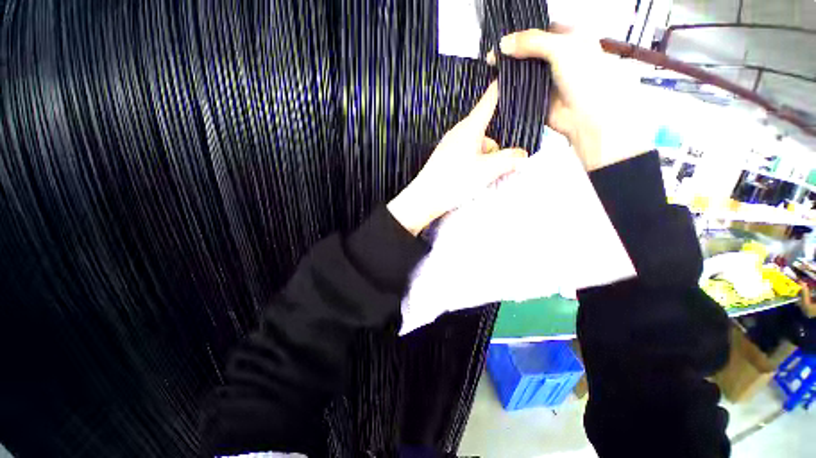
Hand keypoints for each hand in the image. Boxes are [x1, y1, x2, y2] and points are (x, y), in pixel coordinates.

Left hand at [388, 82, 527, 235]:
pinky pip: (466, 154)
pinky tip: (471, 178)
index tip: (509, 76)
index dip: (500, 89)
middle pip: (486, 130)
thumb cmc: (454, 181)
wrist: (425, 198)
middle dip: (496, 146)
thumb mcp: (486, 170)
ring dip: (485, 157)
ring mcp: (450, 145)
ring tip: (483, 176)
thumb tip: (523, 155)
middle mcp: (458, 132)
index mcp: (469, 128)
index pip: (488, 101)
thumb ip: (508, 160)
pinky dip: (474, 163)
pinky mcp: (445, 157)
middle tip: (500, 164)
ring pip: (477, 145)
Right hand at [488, 26, 651, 170]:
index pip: (540, 29)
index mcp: (568, 37)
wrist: (584, 116)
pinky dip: (509, 89)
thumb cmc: (584, 77)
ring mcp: (545, 77)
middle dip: (511, 54)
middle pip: (528, 51)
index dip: (521, 33)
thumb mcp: (561, 49)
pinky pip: (519, 90)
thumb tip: (503, 44)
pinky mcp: (535, 96)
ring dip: (509, 72)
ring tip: (490, 70)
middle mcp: (556, 56)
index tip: (501, 39)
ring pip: (522, 71)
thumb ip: (532, 42)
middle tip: (492, 57)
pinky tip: (496, 86)